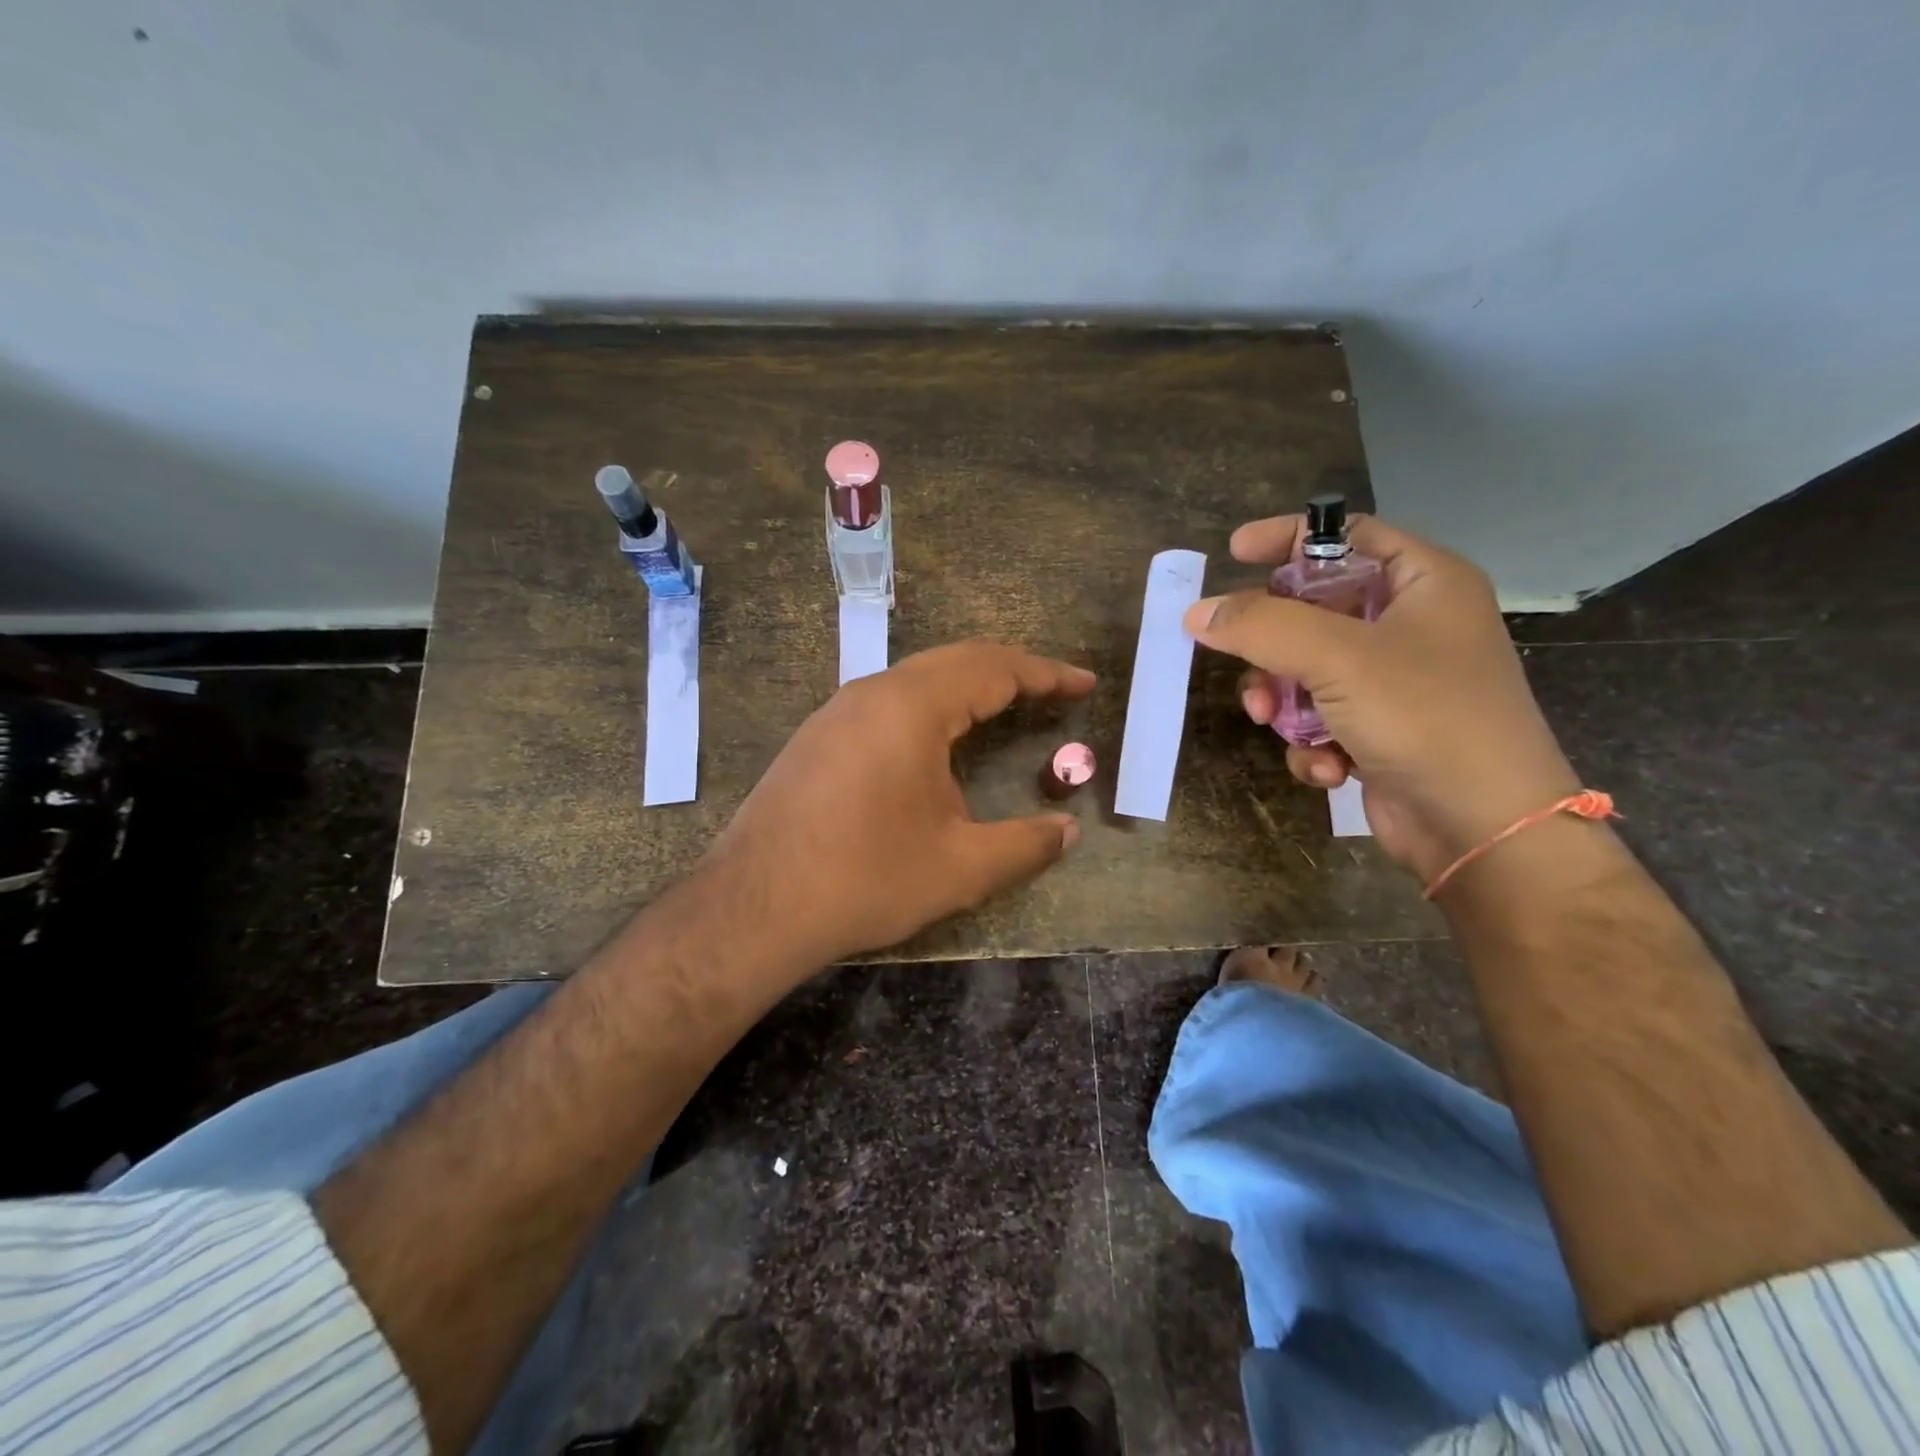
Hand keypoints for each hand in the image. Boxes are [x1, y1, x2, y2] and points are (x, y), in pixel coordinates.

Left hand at [702, 641, 1094, 966]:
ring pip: (918, 677)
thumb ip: (1025, 845)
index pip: (993, 669)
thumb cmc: (865, 879)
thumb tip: (1068, 832)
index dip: (1046, 674)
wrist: (754, 906)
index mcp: (912, 707)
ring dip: (968, 684)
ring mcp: (837, 711)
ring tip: (1006, 706)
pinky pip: (888, 700)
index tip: (1085, 683)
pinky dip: (932, 705)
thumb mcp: (959, 867)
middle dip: (1012, 670)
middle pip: (956, 660)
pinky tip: (938, 739)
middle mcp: (873, 692)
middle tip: (1054, 690)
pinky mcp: (818, 737)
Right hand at [1184, 514, 1579, 882]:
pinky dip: (1312, 743)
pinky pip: (1320, 719)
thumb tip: (1196, 613)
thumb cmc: (1425, 717)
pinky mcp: (1379, 731)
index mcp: (1423, 583)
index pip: (1346, 536)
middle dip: (1272, 646)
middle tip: (1249, 666)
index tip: (1232, 553)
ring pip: (1304, 671)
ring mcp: (1395, 683)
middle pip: (1312, 610)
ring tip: (1276, 725)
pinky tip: (1328, 768)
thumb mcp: (1337, 657)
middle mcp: (1410, 626)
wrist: (1484, 828)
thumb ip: (1260, 625)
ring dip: (1282, 701)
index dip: (1288, 538)